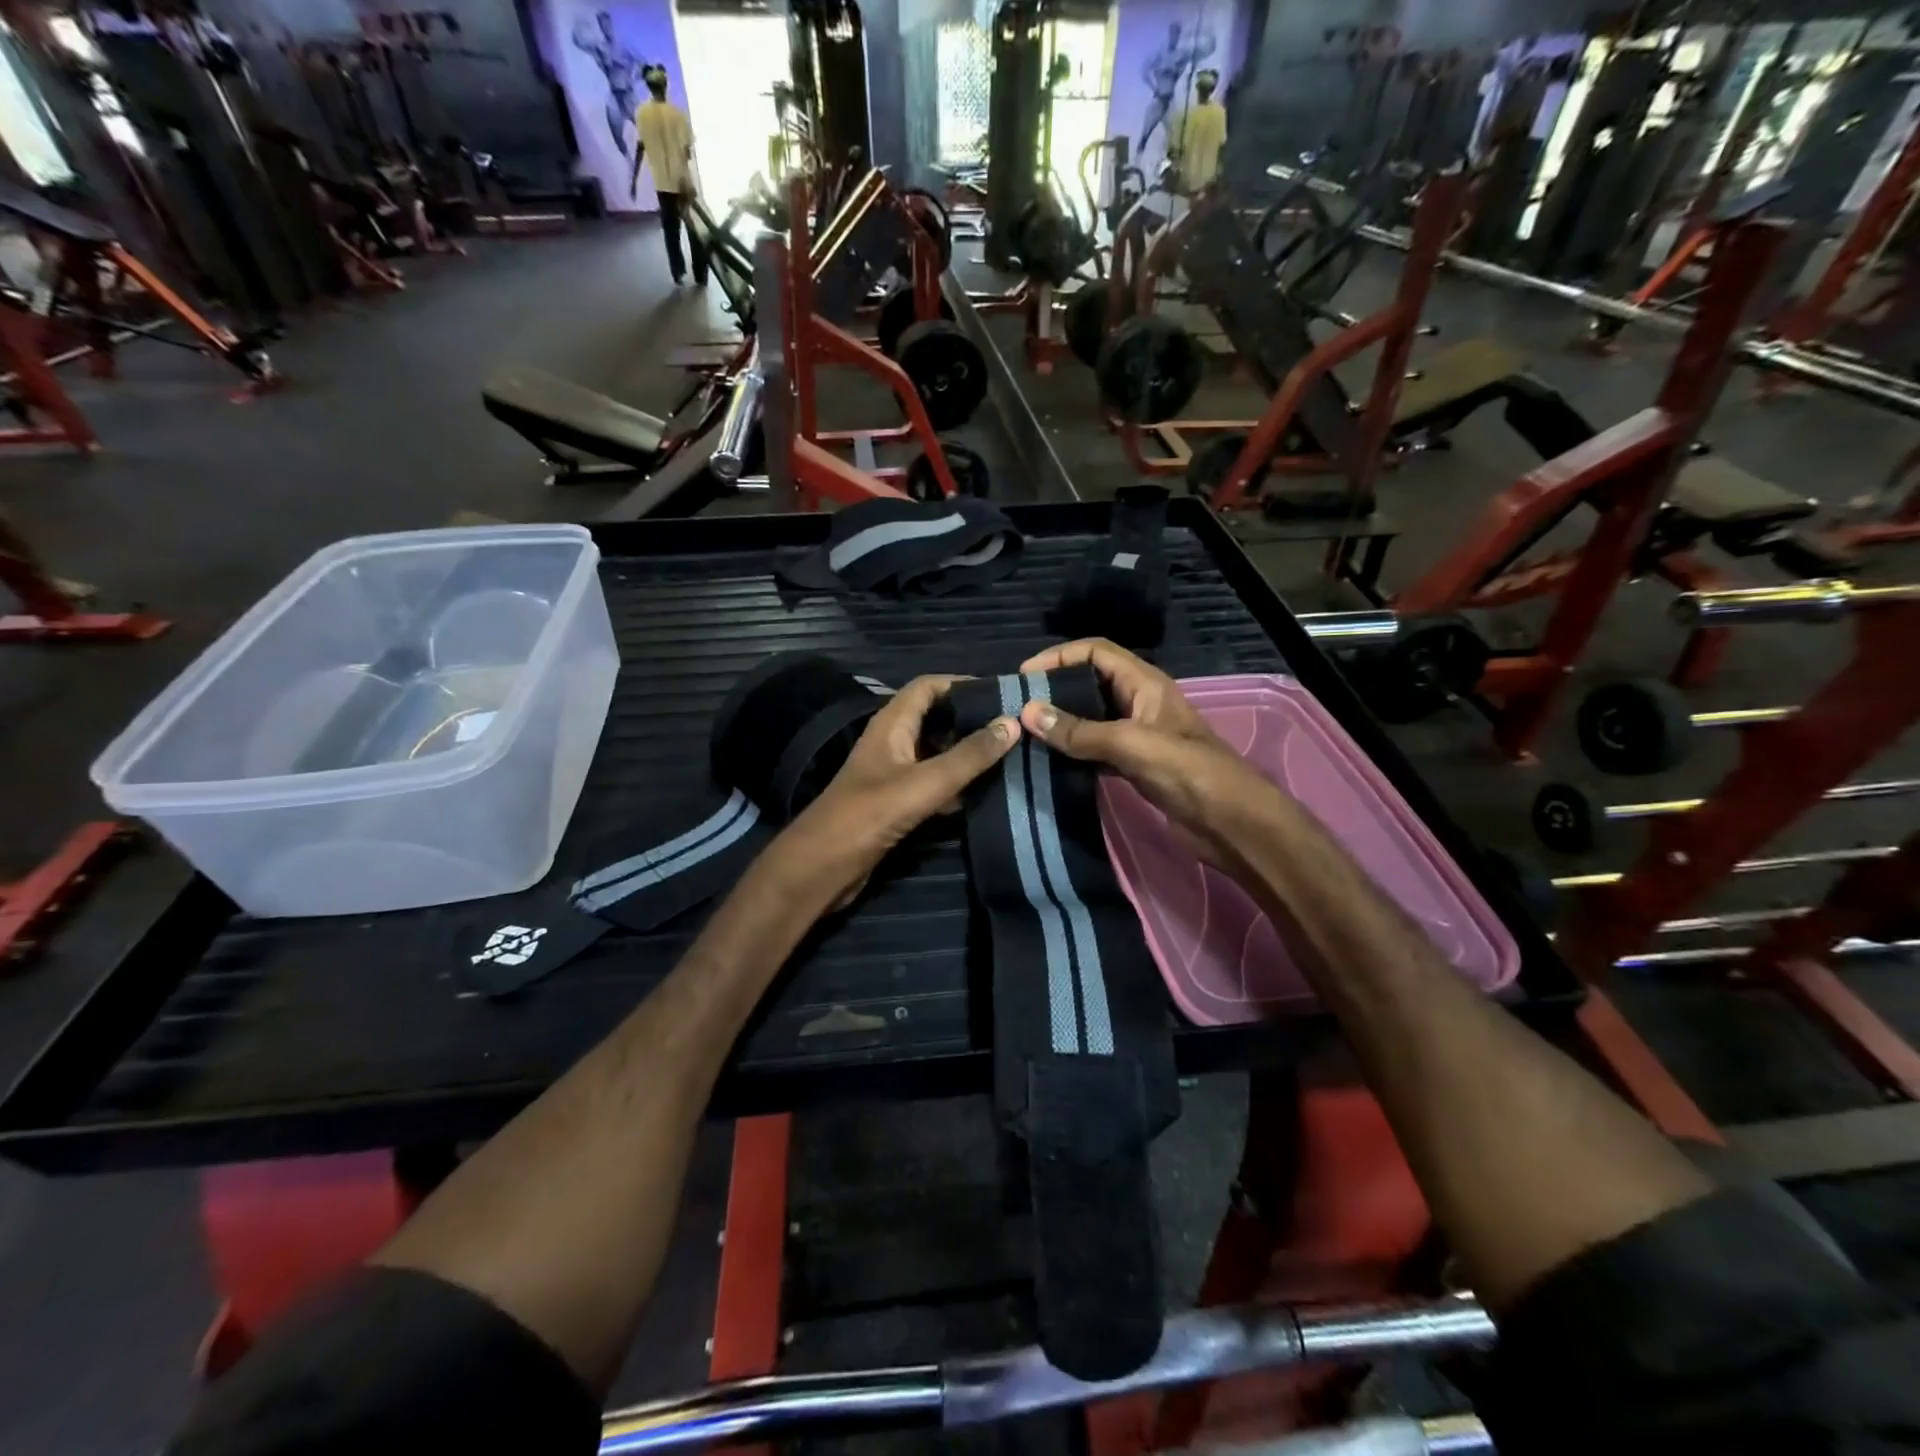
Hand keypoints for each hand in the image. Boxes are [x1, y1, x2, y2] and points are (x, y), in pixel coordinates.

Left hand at [771, 676, 1019, 907]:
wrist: (823, 867)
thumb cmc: (870, 814)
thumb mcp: (925, 782)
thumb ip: (969, 756)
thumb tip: (1012, 722)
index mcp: (892, 724)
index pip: (928, 686)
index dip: (962, 683)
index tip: (1002, 691)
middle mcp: (892, 742)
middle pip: (935, 718)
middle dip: (971, 719)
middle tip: (1014, 727)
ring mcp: (893, 774)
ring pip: (936, 753)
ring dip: (967, 754)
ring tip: (1009, 757)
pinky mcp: (896, 803)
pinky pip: (932, 784)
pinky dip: (956, 785)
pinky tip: (985, 794)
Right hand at [1016, 639, 1284, 870]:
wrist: (1230, 823)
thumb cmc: (1187, 772)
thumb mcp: (1131, 744)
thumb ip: (1079, 731)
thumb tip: (1027, 713)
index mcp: (1144, 683)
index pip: (1096, 652)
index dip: (1059, 656)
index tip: (1023, 676)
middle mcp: (1139, 702)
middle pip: (1090, 682)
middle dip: (1055, 688)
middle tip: (1017, 705)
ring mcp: (1137, 735)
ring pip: (1090, 717)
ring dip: (1061, 722)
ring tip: (1025, 732)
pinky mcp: (1134, 764)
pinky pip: (1095, 749)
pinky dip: (1072, 751)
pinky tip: (1048, 761)